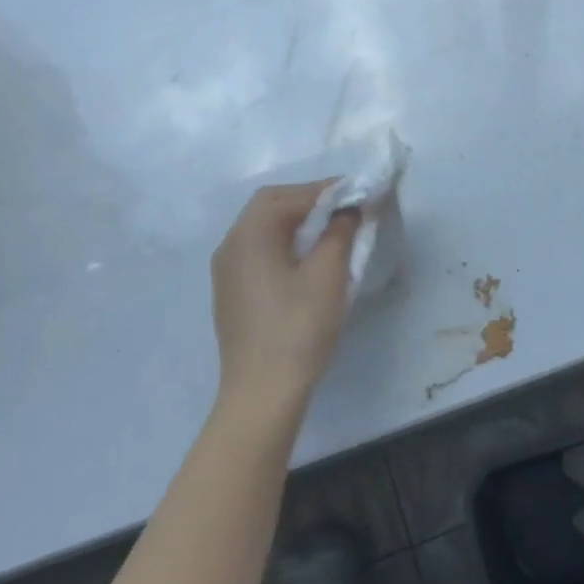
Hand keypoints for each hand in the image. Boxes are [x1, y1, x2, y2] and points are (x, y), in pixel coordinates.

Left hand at [210, 182, 360, 414]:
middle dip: (308, 201)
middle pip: (269, 206)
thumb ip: (340, 232)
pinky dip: (284, 244)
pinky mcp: (231, 293)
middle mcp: (231, 245)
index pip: (288, 195)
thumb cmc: (297, 328)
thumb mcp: (327, 275)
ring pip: (262, 229)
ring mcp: (227, 271)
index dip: (324, 190)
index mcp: (249, 234)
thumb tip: (348, 210)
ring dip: (296, 222)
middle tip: (344, 209)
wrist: (261, 393)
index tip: (357, 192)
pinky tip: (306, 261)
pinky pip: (258, 252)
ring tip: (330, 231)